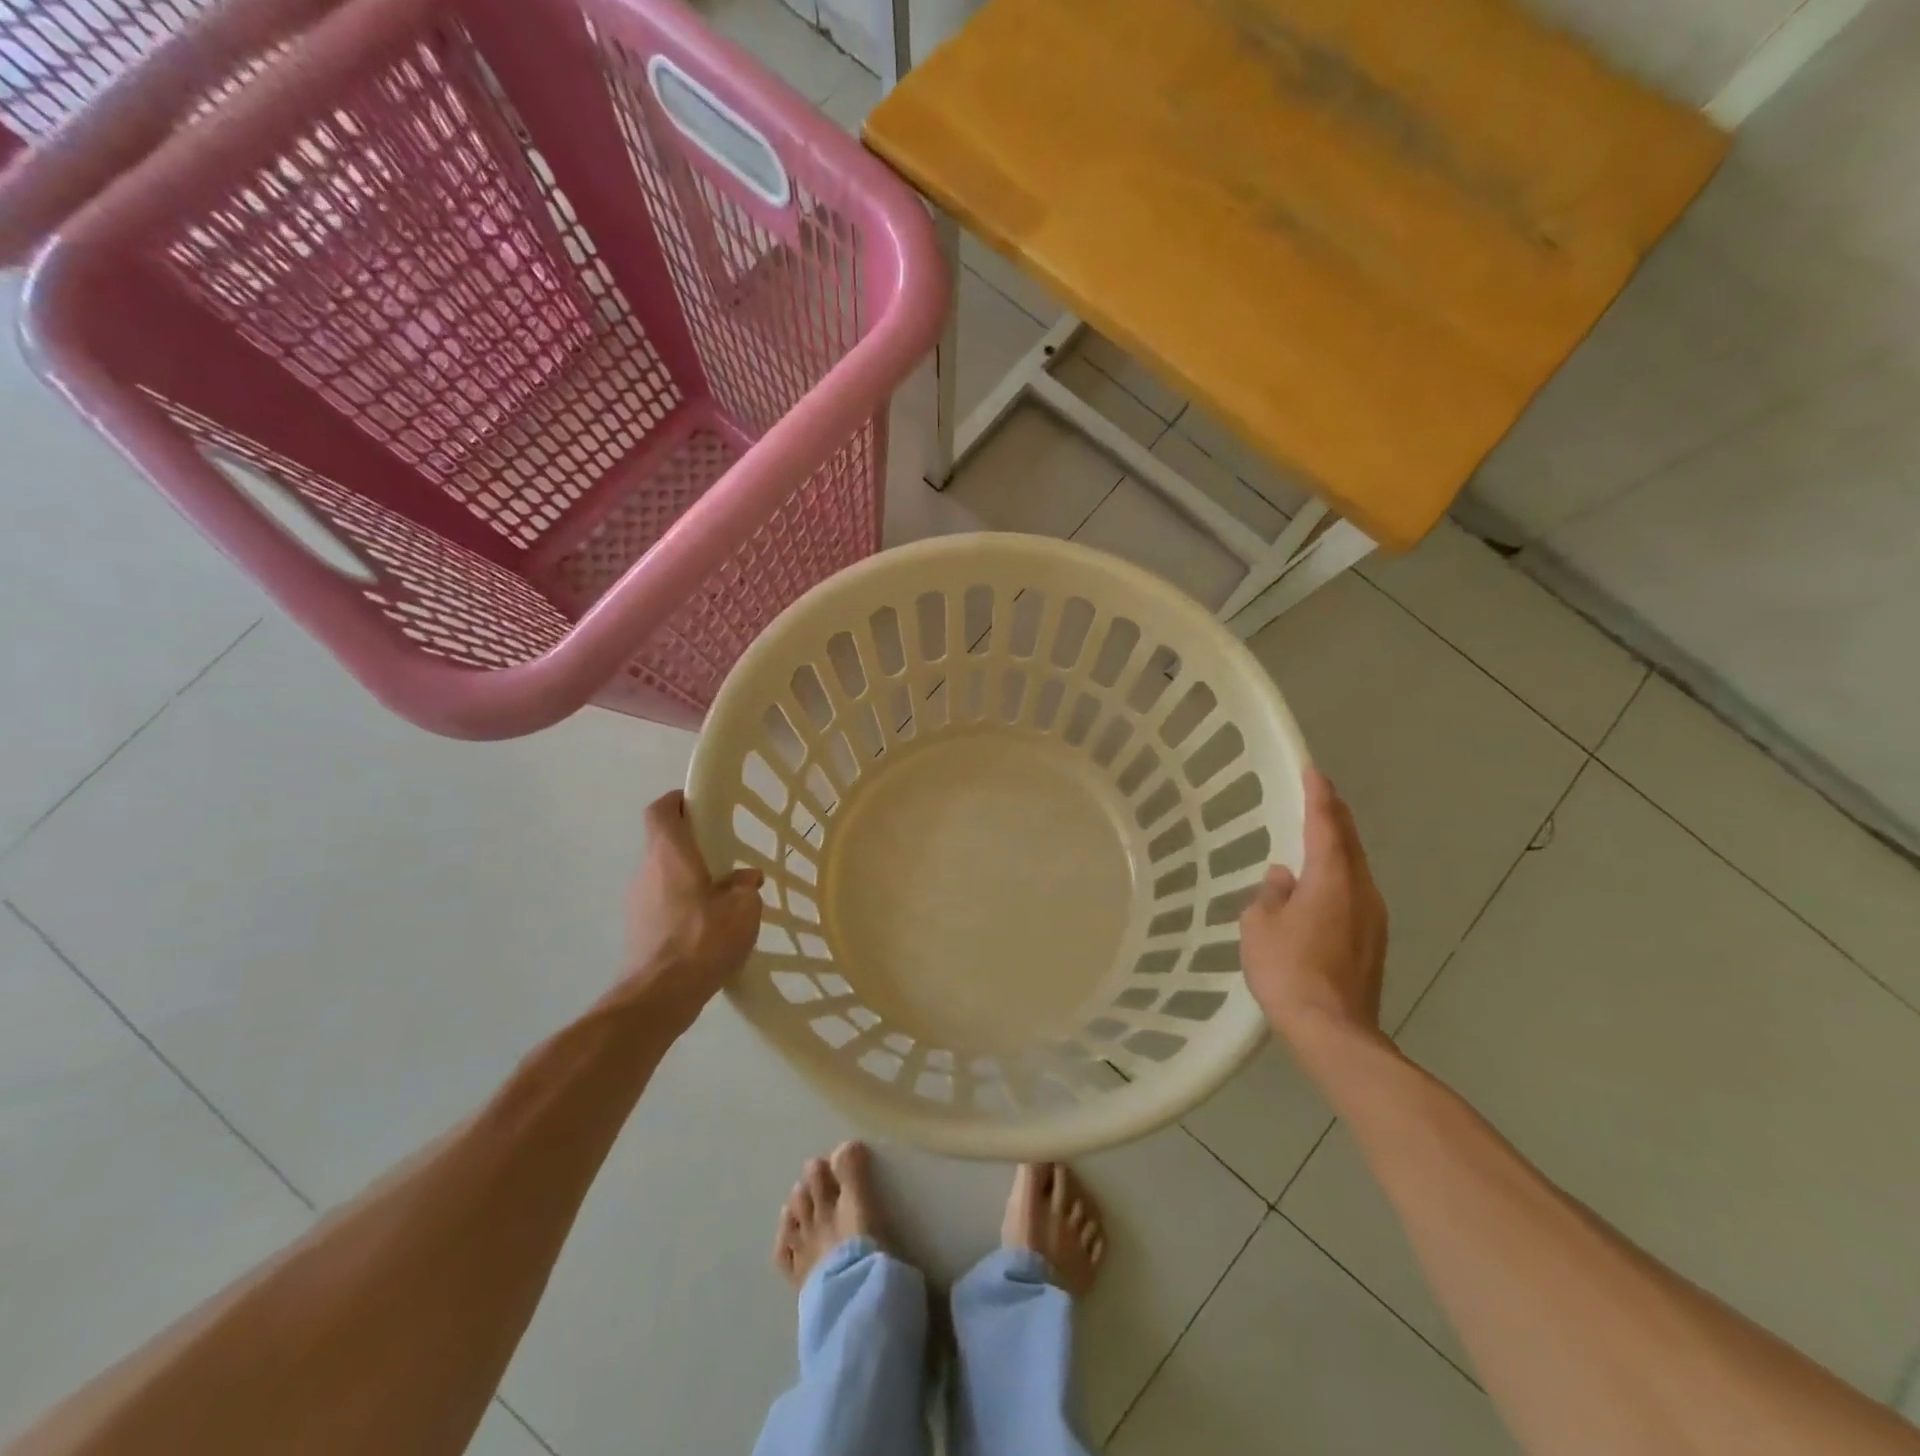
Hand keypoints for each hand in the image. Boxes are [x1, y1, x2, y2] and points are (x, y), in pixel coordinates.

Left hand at [621, 791, 763, 1025]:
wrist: (658, 997)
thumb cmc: (702, 939)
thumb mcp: (742, 909)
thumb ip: (745, 887)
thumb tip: (745, 880)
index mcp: (670, 854)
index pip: (661, 811)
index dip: (678, 801)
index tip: (701, 803)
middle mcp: (647, 871)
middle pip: (663, 843)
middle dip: (691, 843)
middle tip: (725, 852)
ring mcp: (637, 902)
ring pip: (663, 876)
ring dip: (688, 877)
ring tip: (722, 895)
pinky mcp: (638, 931)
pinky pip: (662, 904)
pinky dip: (682, 905)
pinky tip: (708, 927)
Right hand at [1240, 770, 1387, 1052]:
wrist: (1334, 1032)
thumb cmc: (1289, 971)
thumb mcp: (1260, 926)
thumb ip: (1271, 894)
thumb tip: (1284, 878)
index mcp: (1331, 879)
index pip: (1326, 825)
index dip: (1319, 796)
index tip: (1313, 770)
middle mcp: (1360, 891)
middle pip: (1350, 843)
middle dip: (1335, 815)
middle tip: (1319, 793)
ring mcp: (1373, 918)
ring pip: (1356, 869)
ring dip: (1339, 847)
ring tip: (1319, 835)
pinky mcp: (1373, 943)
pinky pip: (1355, 893)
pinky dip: (1340, 877)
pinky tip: (1321, 887)